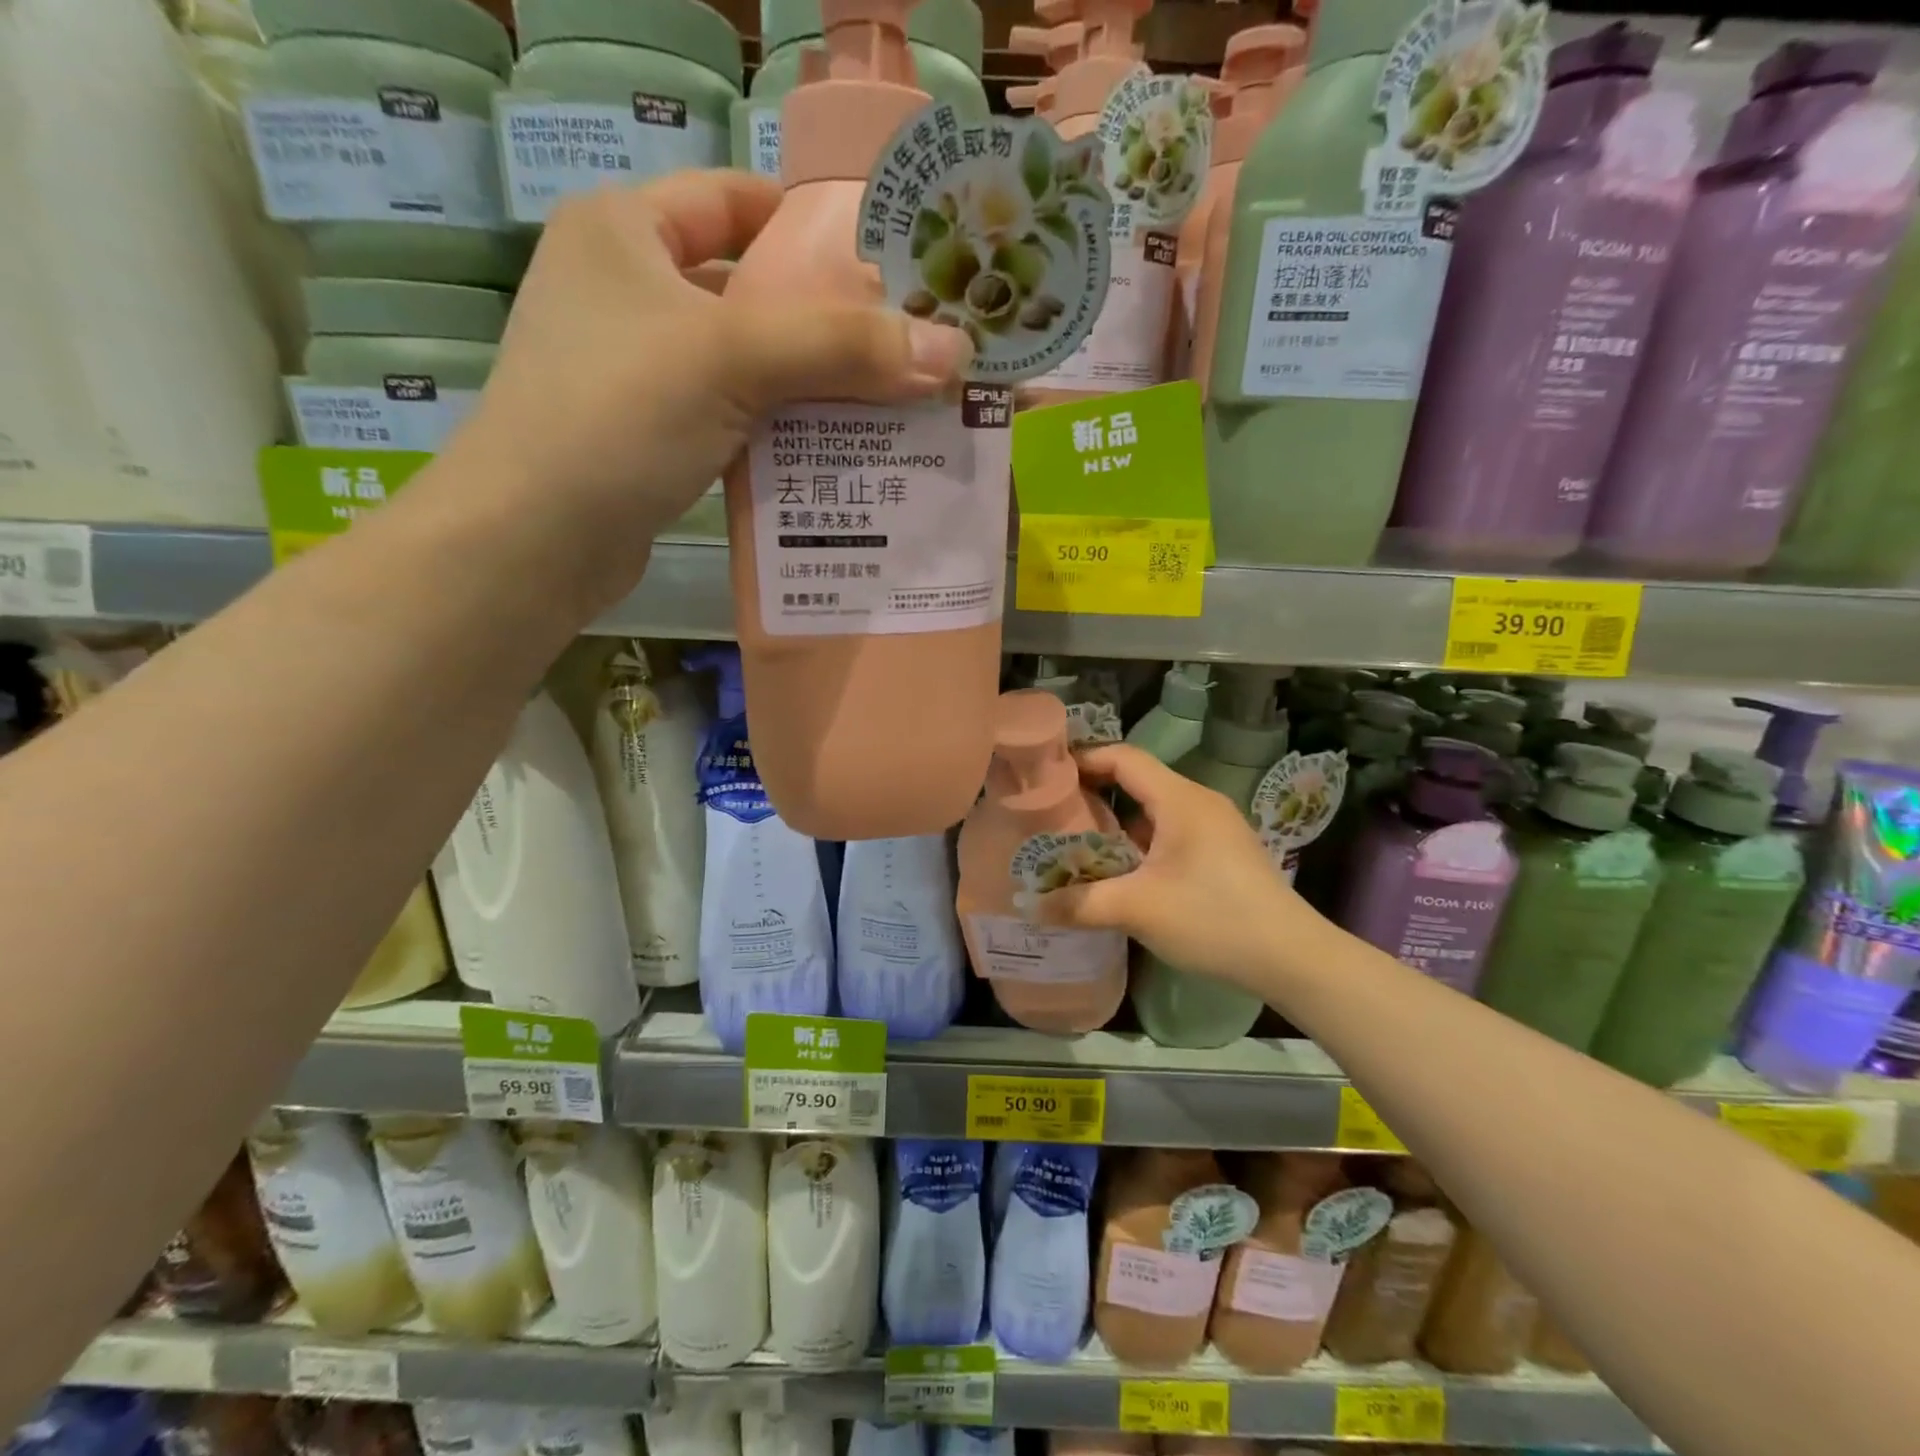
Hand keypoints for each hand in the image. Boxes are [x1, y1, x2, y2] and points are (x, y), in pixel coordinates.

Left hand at [448, 170, 972, 610]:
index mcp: (627, 231)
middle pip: (753, 292)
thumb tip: (953, 349)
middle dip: (830, 322)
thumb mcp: (731, 360)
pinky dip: (785, 433)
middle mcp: (629, 291)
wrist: (535, 540)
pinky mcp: (655, 438)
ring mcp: (640, 370)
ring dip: (815, 387)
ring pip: (751, 365)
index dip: (810, 224)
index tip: (886, 259)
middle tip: (908, 345)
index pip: (734, 200)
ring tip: (894, 405)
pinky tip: (839, 454)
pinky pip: (738, 419)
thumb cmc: (617, 416)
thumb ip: (842, 347)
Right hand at [1038, 744, 1319, 993]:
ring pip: (1154, 810)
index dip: (1084, 759)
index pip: (1124, 758)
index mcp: (1180, 799)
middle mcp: (1198, 802)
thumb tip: (1031, 906)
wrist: (1292, 958)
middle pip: (1137, 781)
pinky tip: (1121, 871)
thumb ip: (1081, 904)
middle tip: (1052, 811)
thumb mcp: (1138, 910)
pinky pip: (1171, 832)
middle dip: (1094, 792)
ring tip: (1077, 842)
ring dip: (1117, 822)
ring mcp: (1215, 827)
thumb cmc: (1213, 919)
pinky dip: (1140, 841)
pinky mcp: (1222, 852)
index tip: (1048, 775)